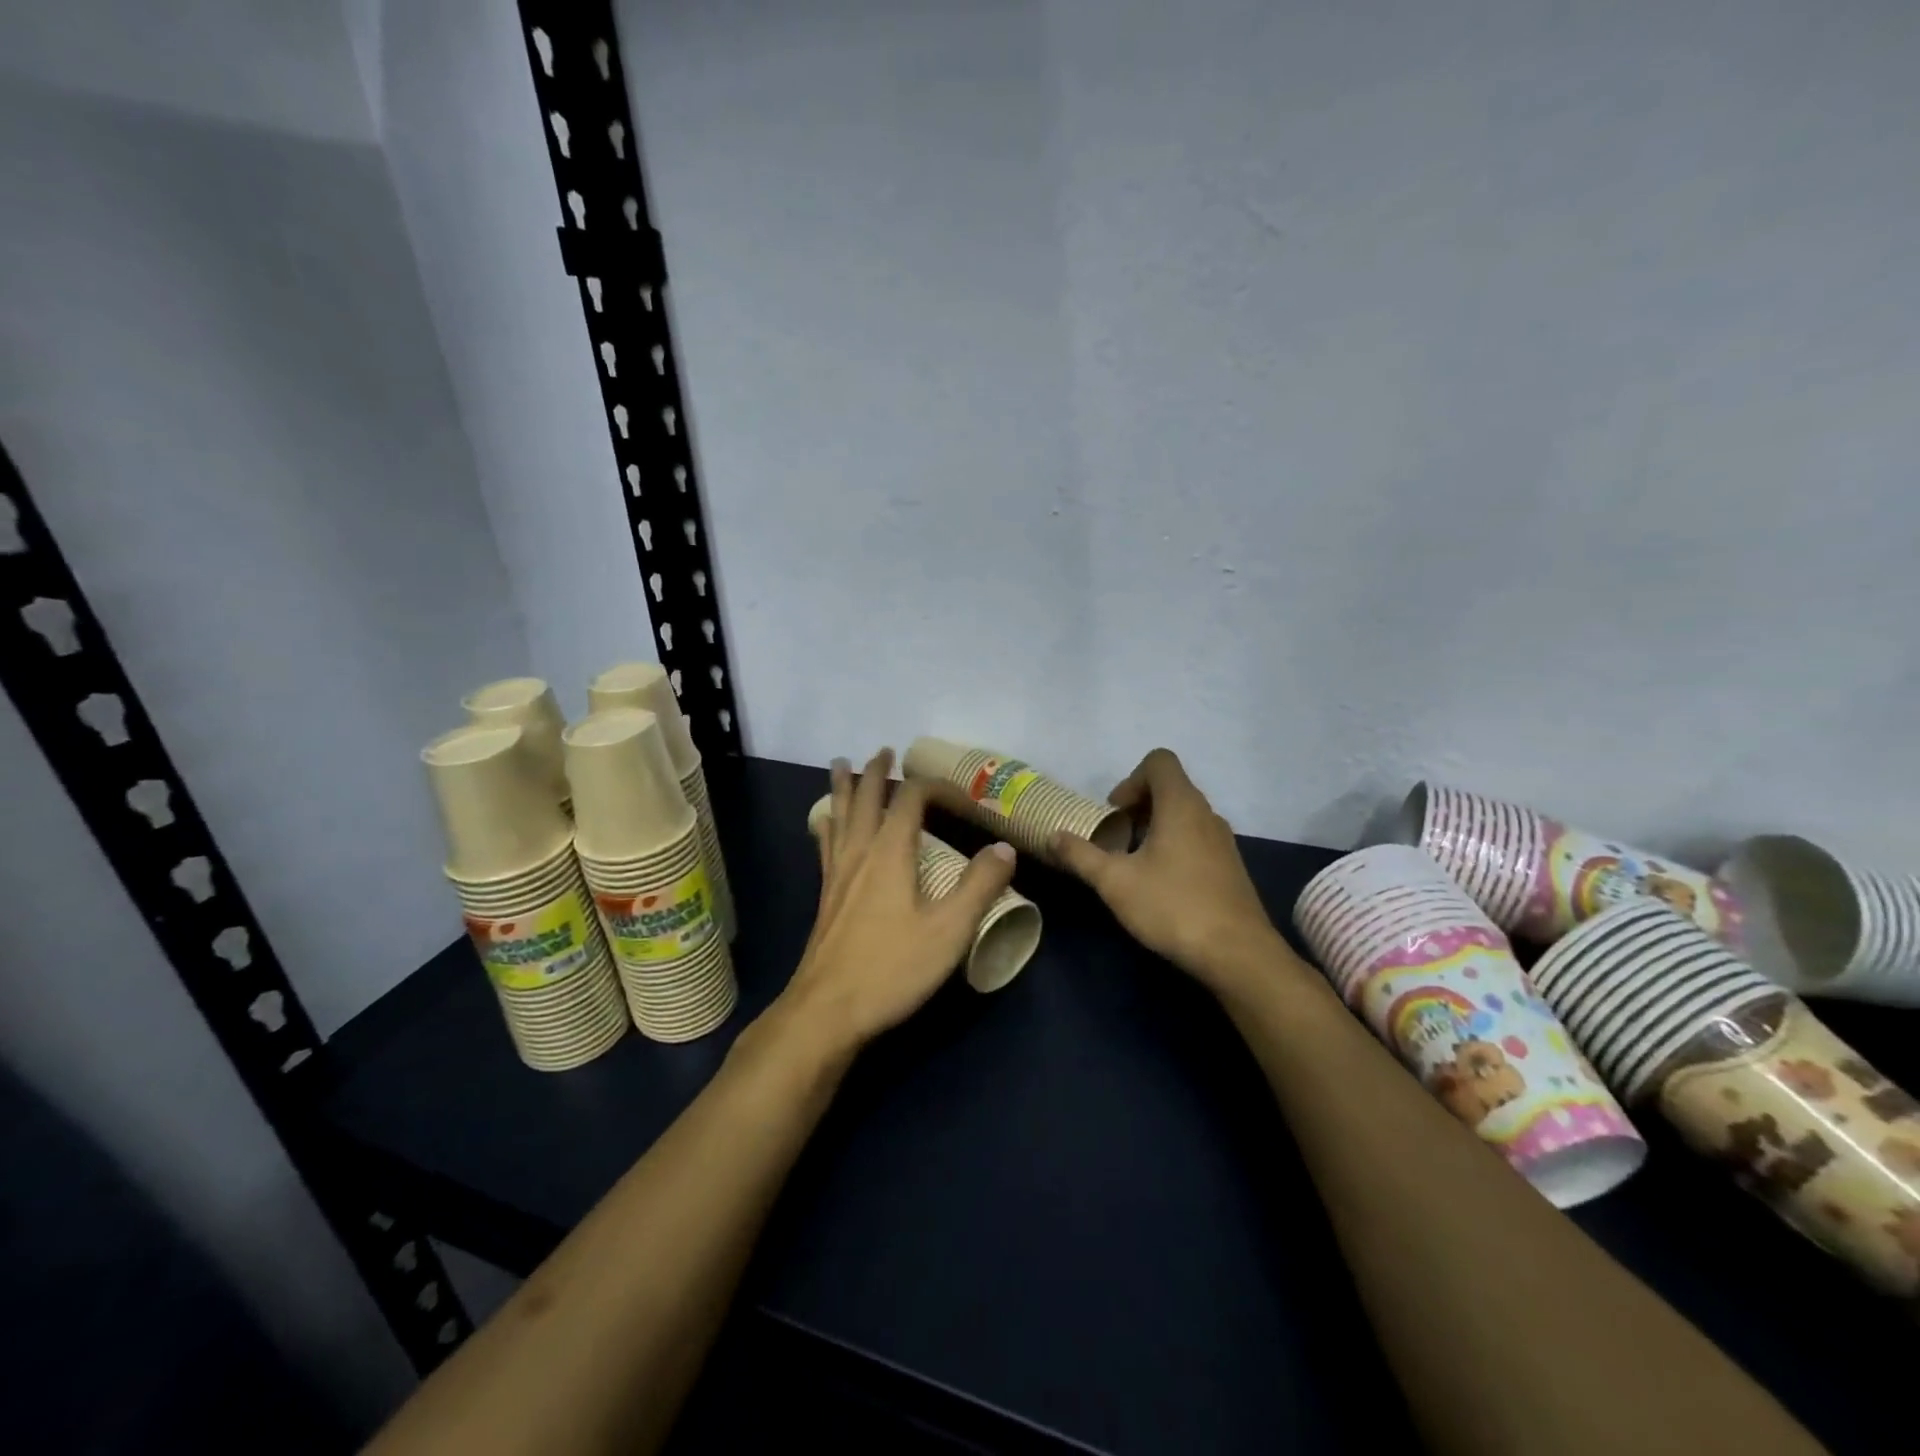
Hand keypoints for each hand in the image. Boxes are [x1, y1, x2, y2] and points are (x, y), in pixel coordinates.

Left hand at [778, 748, 1016, 1053]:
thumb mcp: (949, 930)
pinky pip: (826, 844)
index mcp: (890, 854)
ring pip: (839, 817)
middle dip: (876, 773)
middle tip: (883, 751)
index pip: (909, 801)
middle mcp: (860, 854)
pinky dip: (828, 823)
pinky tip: (824, 826)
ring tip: (840, 766)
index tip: (954, 790)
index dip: (931, 787)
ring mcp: (837, 875)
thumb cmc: (892, 968)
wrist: (827, 1010)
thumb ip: (979, 887)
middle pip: (866, 800)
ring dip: (845, 788)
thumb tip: (1003, 848)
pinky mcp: (826, 897)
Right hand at [1051, 748, 1289, 994]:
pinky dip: (1173, 846)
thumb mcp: (1115, 882)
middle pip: (1170, 787)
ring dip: (1154, 828)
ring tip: (1132, 863)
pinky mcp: (1229, 866)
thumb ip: (1081, 855)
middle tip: (1115, 839)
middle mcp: (1206, 814)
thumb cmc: (1173, 906)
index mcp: (1181, 805)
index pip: (1159, 761)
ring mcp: (1223, 841)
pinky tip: (1159, 884)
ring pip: (1183, 815)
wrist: (1237, 954)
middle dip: (1137, 806)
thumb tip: (1053, 836)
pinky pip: (1196, 838)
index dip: (1130, 779)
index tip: (1114, 813)